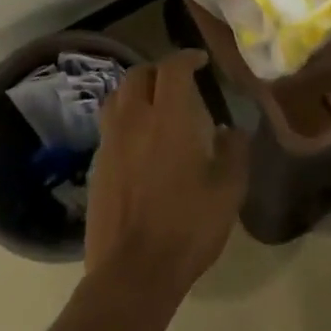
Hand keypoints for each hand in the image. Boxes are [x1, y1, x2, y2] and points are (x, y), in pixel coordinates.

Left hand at [85, 50, 250, 297]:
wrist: (132, 273)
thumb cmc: (187, 227)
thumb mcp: (228, 190)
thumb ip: (234, 151)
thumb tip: (230, 130)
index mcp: (169, 118)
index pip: (172, 68)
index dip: (186, 58)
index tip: (200, 61)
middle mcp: (134, 120)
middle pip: (138, 75)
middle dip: (158, 70)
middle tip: (177, 82)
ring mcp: (110, 143)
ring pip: (117, 97)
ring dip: (136, 91)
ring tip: (154, 105)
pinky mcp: (97, 166)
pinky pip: (109, 126)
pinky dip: (125, 119)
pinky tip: (139, 142)